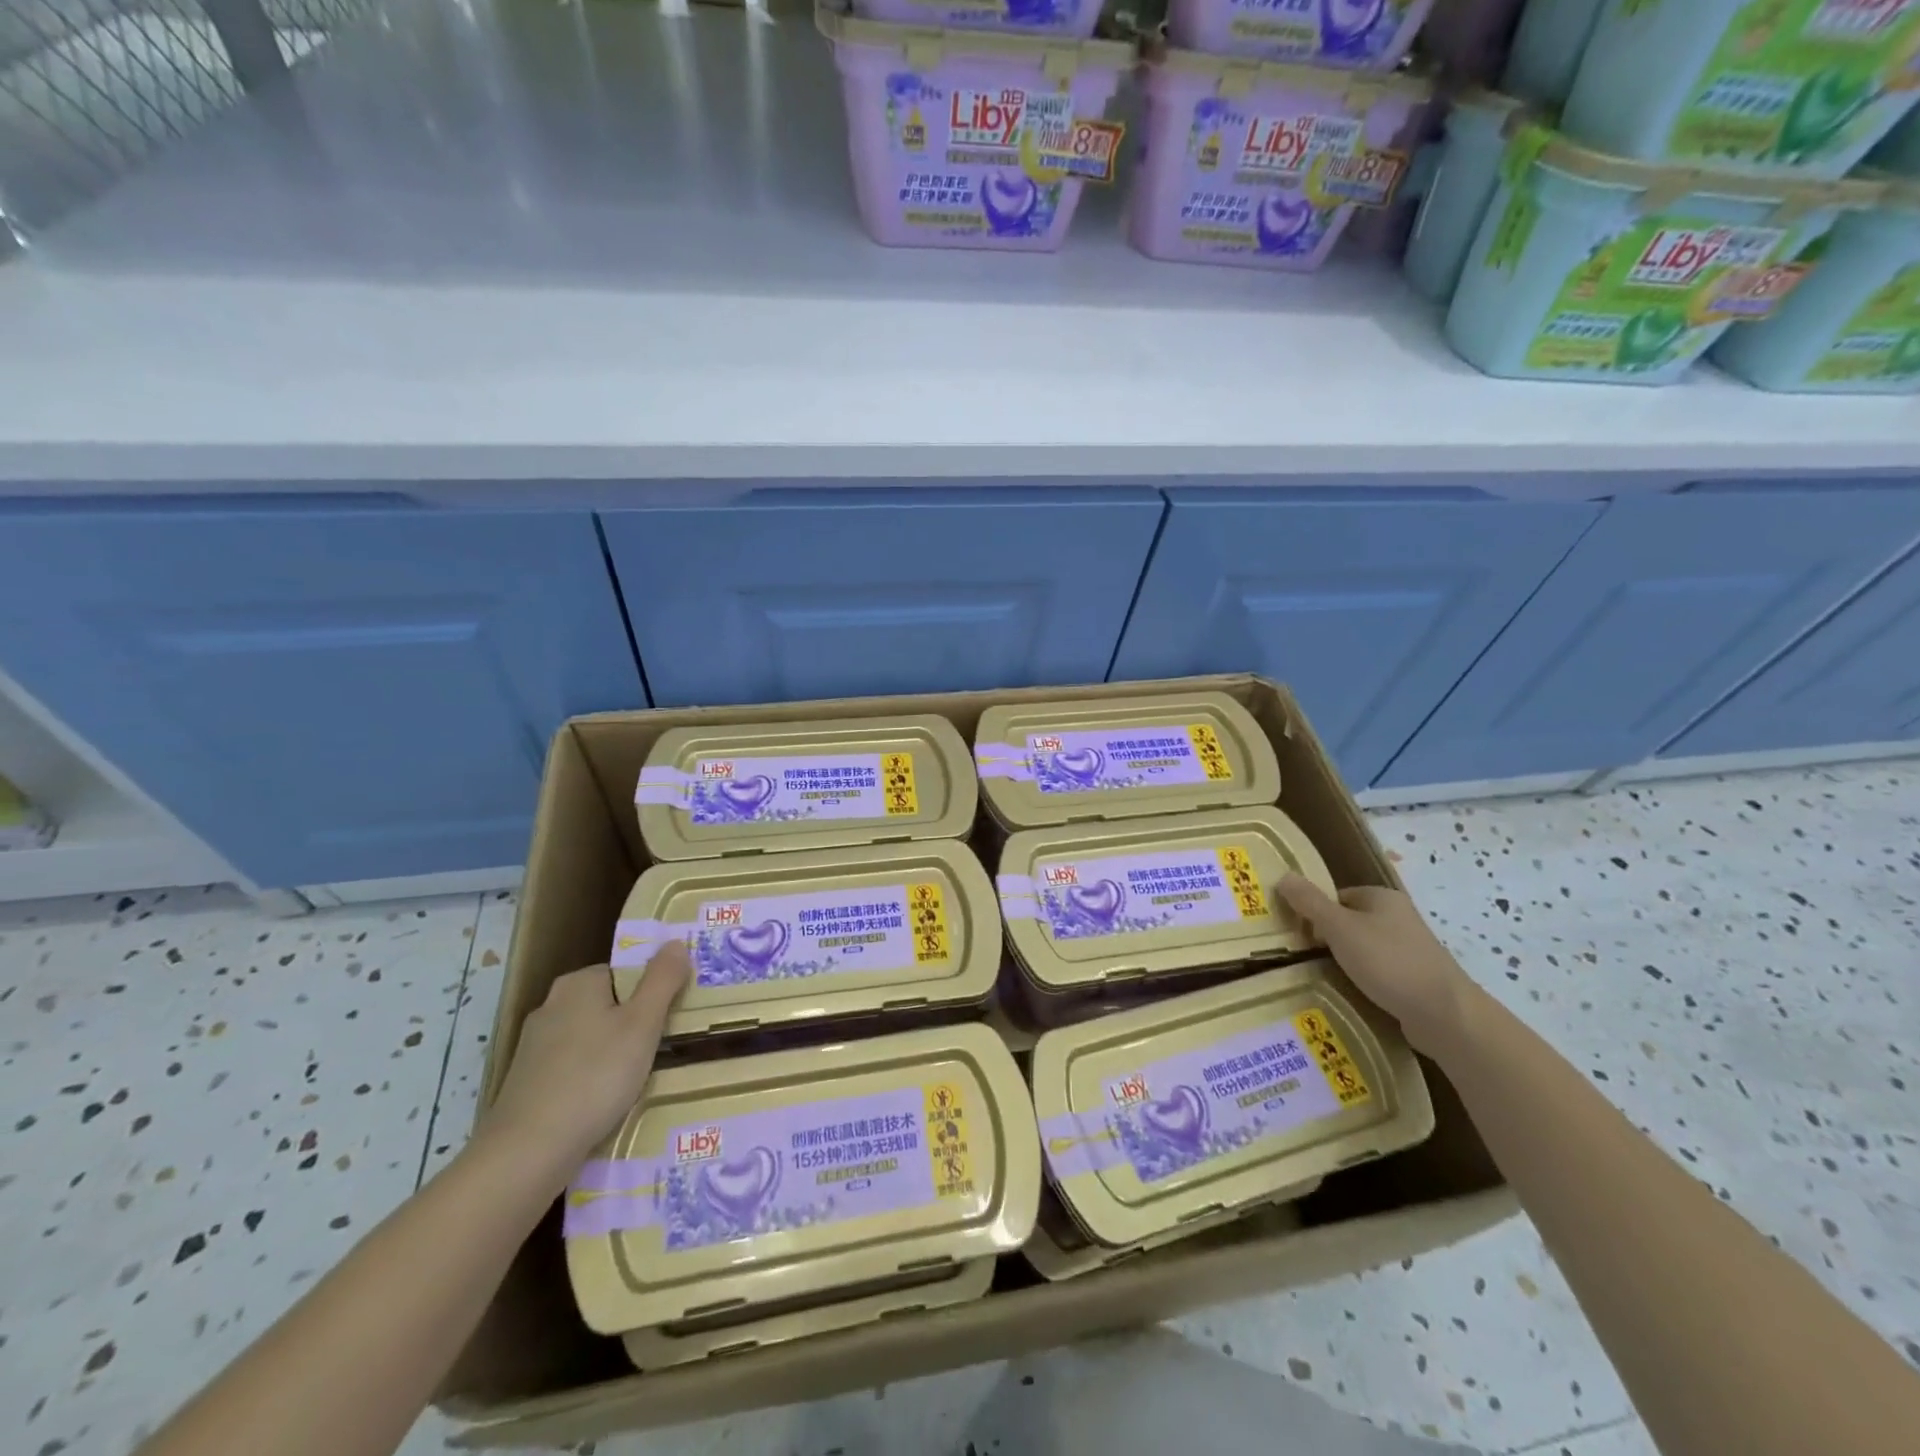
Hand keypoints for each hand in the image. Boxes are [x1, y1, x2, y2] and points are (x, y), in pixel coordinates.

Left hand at [478, 945, 690, 1185]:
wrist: (527, 1152)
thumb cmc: (595, 1077)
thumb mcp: (643, 1023)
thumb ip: (662, 979)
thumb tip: (675, 942)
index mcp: (577, 984)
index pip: (625, 972)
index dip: (650, 993)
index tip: (669, 1019)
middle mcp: (551, 1006)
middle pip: (607, 1005)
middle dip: (633, 1025)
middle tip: (659, 1050)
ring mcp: (534, 1047)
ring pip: (590, 1039)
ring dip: (613, 1055)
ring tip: (635, 1081)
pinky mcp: (526, 1083)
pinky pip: (573, 1069)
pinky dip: (590, 1080)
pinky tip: (603, 1103)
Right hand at [1275, 877, 1475, 1053]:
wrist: (1445, 1014)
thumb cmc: (1388, 962)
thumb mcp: (1340, 928)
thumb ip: (1310, 903)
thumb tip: (1283, 876)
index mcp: (1383, 897)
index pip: (1338, 896)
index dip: (1316, 913)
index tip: (1300, 935)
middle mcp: (1399, 917)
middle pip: (1351, 922)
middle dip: (1330, 939)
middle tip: (1308, 958)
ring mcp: (1411, 949)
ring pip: (1365, 949)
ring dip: (1347, 962)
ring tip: (1328, 978)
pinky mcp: (1417, 978)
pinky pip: (1381, 973)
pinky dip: (1366, 981)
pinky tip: (1355, 994)